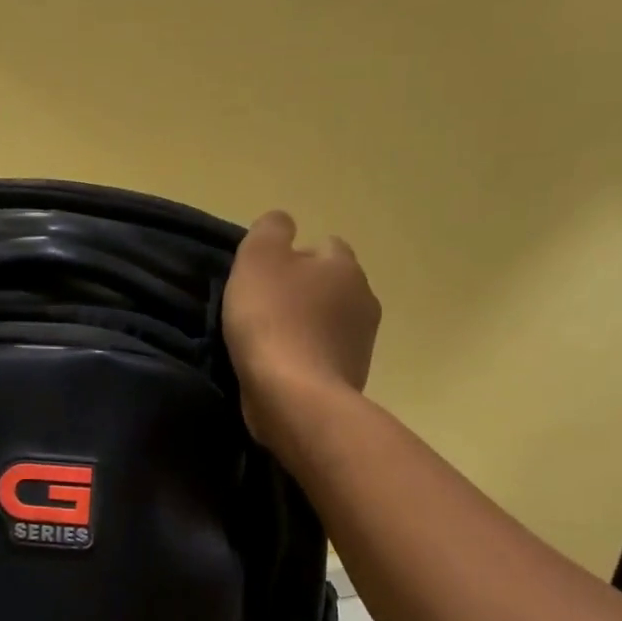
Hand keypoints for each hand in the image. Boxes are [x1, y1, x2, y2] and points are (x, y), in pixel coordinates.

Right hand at [223, 211, 379, 440]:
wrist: (294, 397)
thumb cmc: (273, 321)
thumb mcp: (258, 259)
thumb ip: (270, 231)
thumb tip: (283, 223)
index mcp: (344, 266)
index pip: (324, 246)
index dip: (293, 258)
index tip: (264, 278)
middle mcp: (364, 299)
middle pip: (329, 285)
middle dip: (303, 293)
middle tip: (263, 310)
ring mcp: (362, 343)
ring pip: (329, 322)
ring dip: (306, 327)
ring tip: (269, 343)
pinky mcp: (352, 378)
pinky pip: (325, 356)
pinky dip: (307, 358)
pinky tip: (282, 369)